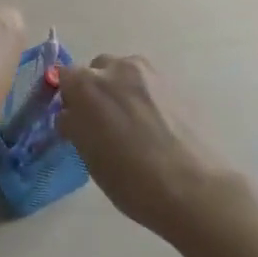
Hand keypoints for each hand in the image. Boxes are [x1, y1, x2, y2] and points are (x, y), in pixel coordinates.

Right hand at [57, 55, 239, 238]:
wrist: (192, 188)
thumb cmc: (130, 177)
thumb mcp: (88, 156)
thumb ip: (75, 125)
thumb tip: (72, 115)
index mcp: (86, 84)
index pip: (65, 77)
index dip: (68, 98)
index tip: (74, 119)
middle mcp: (116, 68)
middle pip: (96, 69)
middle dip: (95, 89)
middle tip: (102, 121)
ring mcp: (149, 74)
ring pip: (125, 73)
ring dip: (121, 89)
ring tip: (131, 122)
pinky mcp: (176, 84)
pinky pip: (149, 84)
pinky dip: (145, 97)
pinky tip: (154, 125)